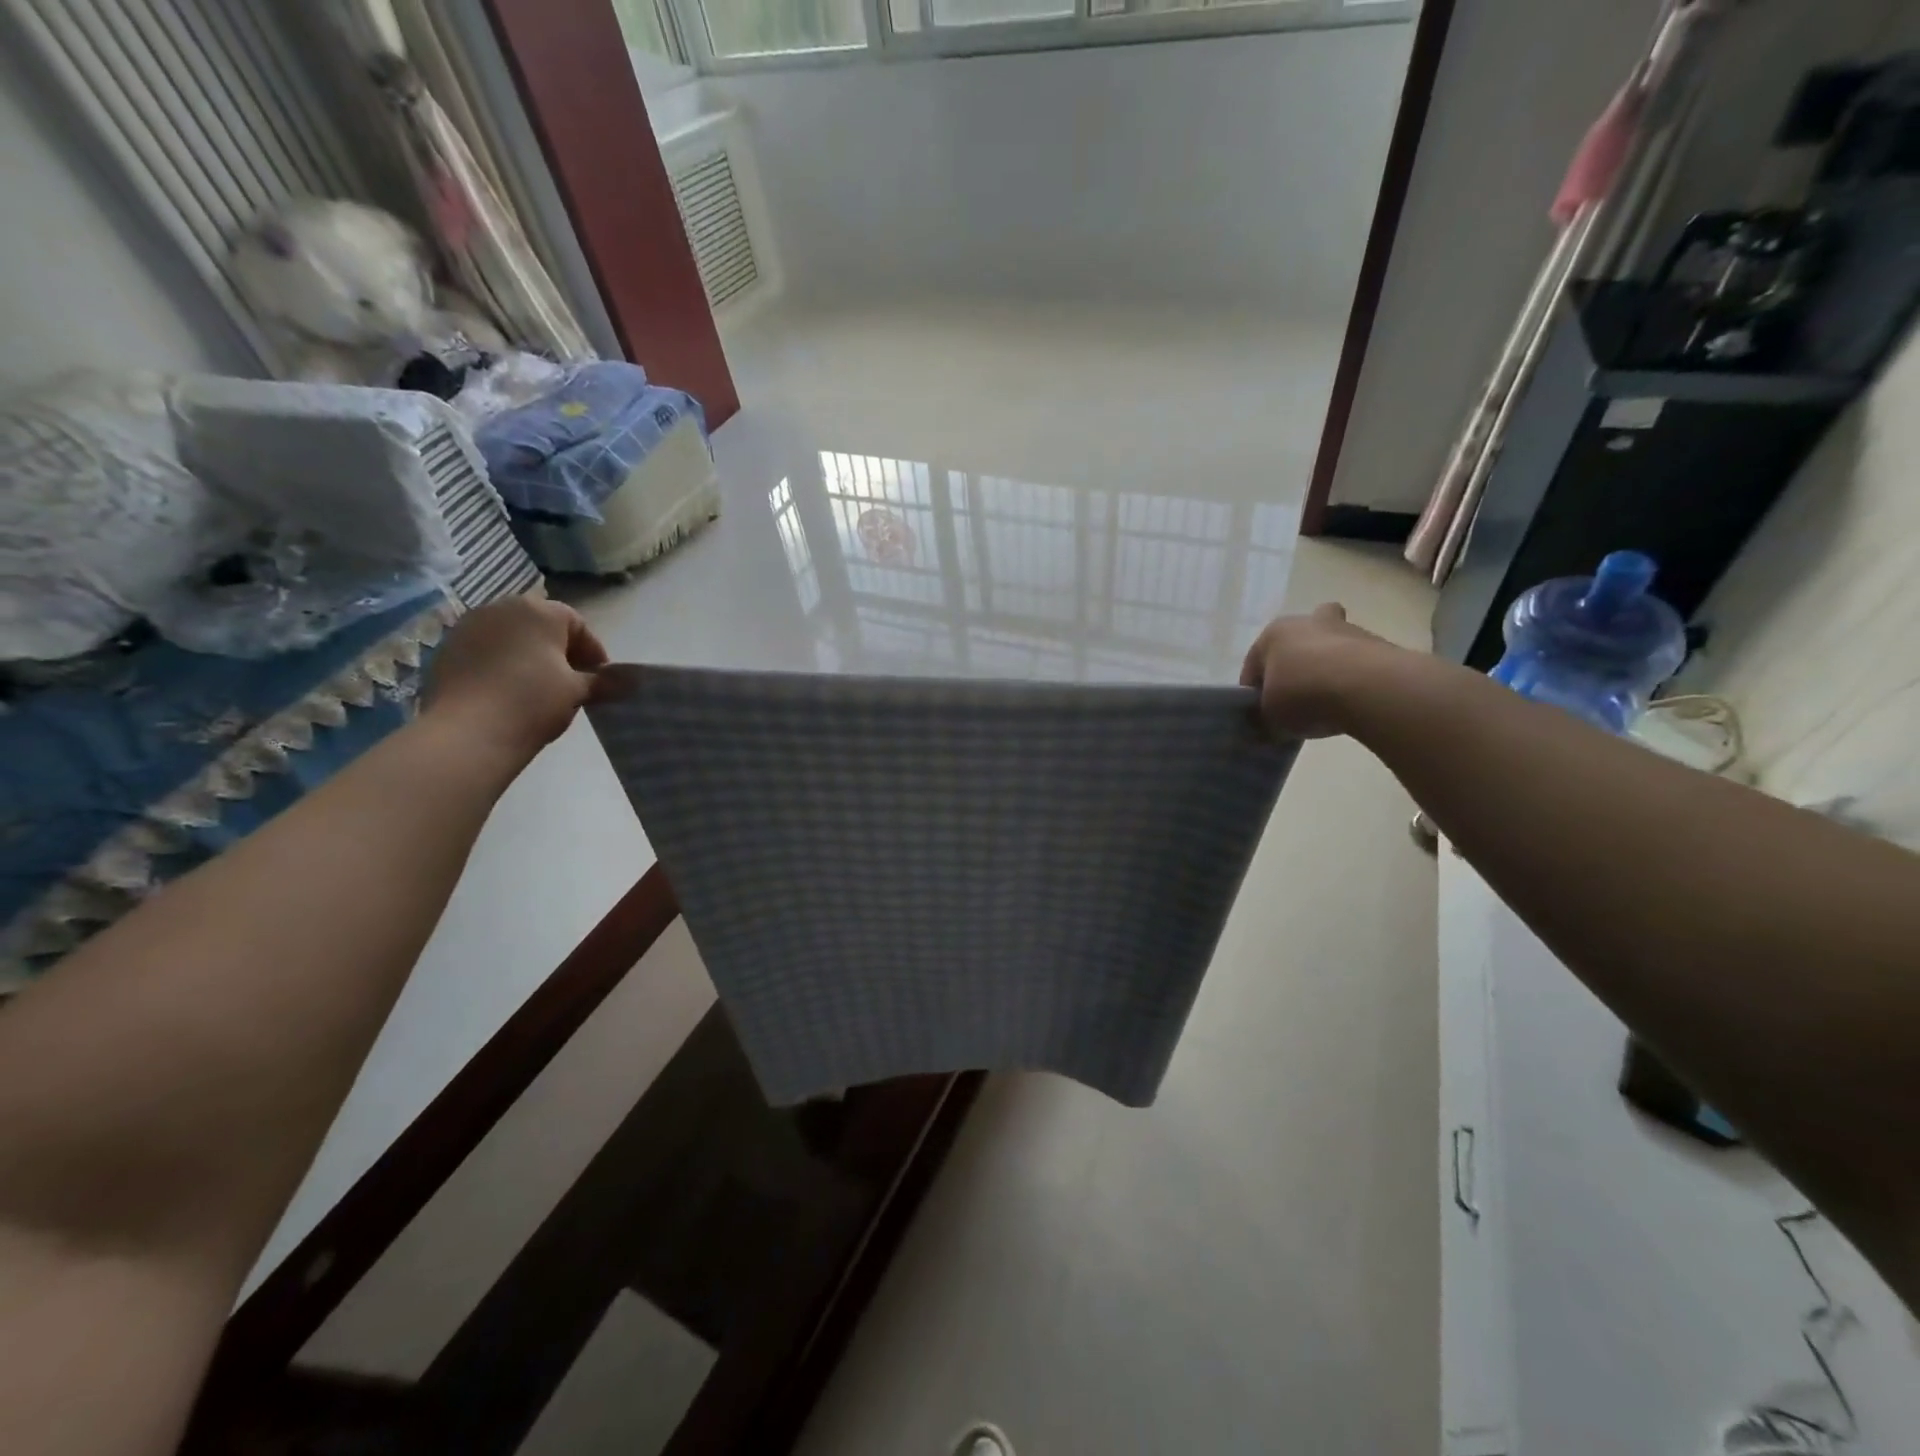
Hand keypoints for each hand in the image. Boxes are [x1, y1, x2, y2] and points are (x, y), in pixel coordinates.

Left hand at [421, 596, 608, 761]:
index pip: (577, 624)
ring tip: (538, 687)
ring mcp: (468, 626)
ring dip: (528, 656)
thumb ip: (604, 681)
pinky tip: (506, 692)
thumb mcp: (577, 691)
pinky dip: (500, 664)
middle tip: (571, 681)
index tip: (599, 678)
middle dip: (559, 650)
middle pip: (541, 625)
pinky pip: (484, 650)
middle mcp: (501, 607)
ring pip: (510, 636)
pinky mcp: (446, 648)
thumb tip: (631, 681)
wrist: (468, 731)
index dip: (592, 652)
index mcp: (539, 610)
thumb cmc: (533, 701)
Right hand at [1239, 603, 1399, 738]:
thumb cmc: (1303, 695)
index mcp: (1273, 634)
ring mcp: (1346, 630)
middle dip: (1295, 666)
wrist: (1367, 689)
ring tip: (1327, 705)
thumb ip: (1266, 716)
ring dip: (1327, 670)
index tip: (1261, 715)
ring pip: (1330, 649)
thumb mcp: (1270, 717)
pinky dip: (1353, 679)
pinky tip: (1352, 703)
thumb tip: (1272, 723)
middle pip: (1296, 645)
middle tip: (1296, 698)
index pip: (1254, 666)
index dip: (1254, 693)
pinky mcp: (1378, 644)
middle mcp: (1307, 622)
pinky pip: (1356, 663)